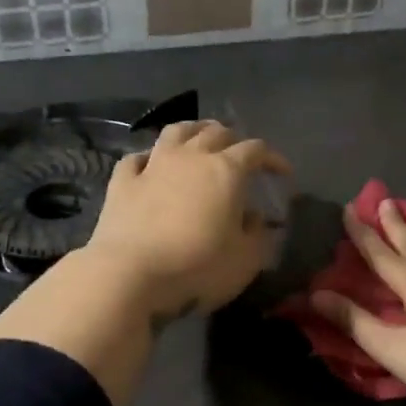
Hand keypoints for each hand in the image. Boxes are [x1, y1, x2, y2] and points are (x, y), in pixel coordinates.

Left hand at [83, 120, 291, 320]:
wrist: (129, 274)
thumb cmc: (197, 266)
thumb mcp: (245, 260)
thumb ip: (257, 234)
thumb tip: (255, 217)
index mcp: (226, 170)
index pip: (256, 150)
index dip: (273, 158)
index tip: (282, 173)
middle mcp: (191, 157)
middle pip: (216, 132)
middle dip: (234, 139)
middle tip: (240, 154)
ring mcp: (153, 165)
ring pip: (176, 132)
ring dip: (193, 131)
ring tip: (200, 139)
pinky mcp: (122, 182)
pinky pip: (136, 158)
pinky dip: (149, 157)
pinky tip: (151, 164)